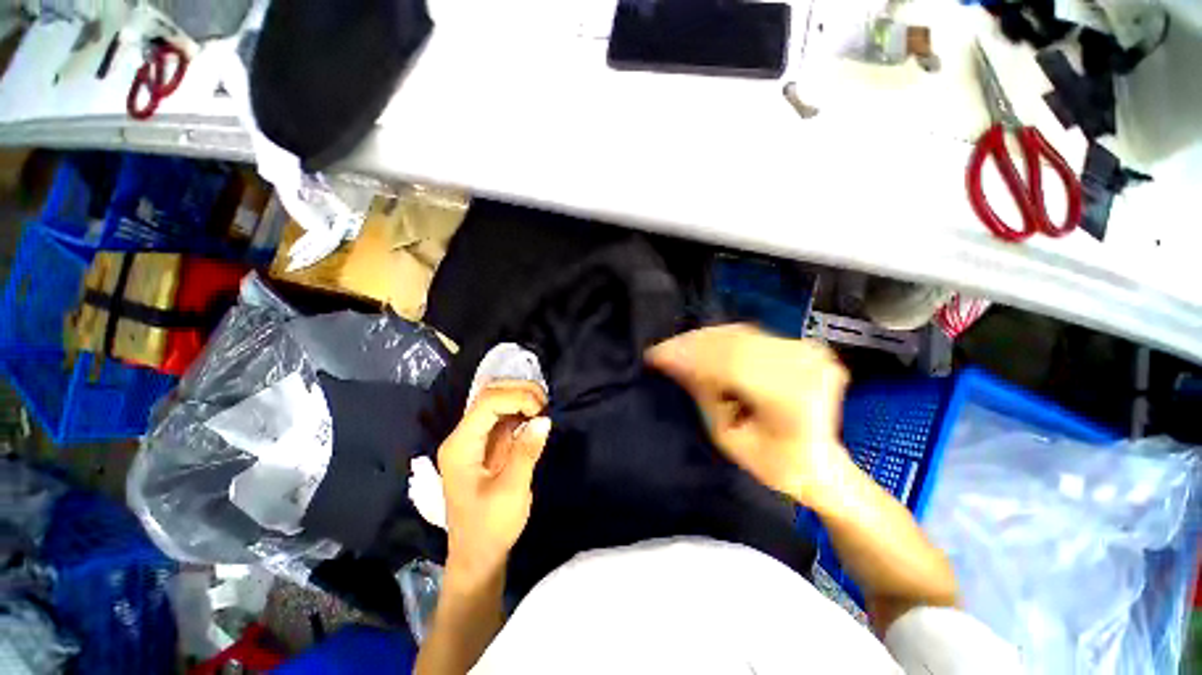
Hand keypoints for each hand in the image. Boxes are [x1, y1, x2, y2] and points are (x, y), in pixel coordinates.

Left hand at [437, 381, 551, 582]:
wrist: (478, 555)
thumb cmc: (490, 527)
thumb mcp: (512, 490)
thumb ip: (527, 451)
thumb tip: (544, 419)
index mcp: (461, 445)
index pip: (487, 402)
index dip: (517, 397)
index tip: (542, 411)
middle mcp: (463, 435)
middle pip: (489, 394)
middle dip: (520, 392)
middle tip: (545, 405)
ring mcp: (474, 438)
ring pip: (496, 400)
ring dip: (522, 398)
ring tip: (544, 408)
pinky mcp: (486, 444)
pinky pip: (503, 415)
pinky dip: (522, 410)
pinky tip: (536, 417)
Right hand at [647, 324, 852, 508]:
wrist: (820, 462)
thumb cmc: (774, 464)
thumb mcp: (729, 438)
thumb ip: (704, 396)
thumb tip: (674, 363)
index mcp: (794, 399)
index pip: (731, 364)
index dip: (690, 355)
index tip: (655, 356)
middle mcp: (805, 366)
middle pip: (735, 344)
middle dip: (691, 345)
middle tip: (660, 350)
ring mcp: (806, 352)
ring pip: (739, 335)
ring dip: (702, 339)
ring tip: (675, 347)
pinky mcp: (799, 345)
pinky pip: (749, 335)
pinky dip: (720, 337)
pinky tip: (699, 343)